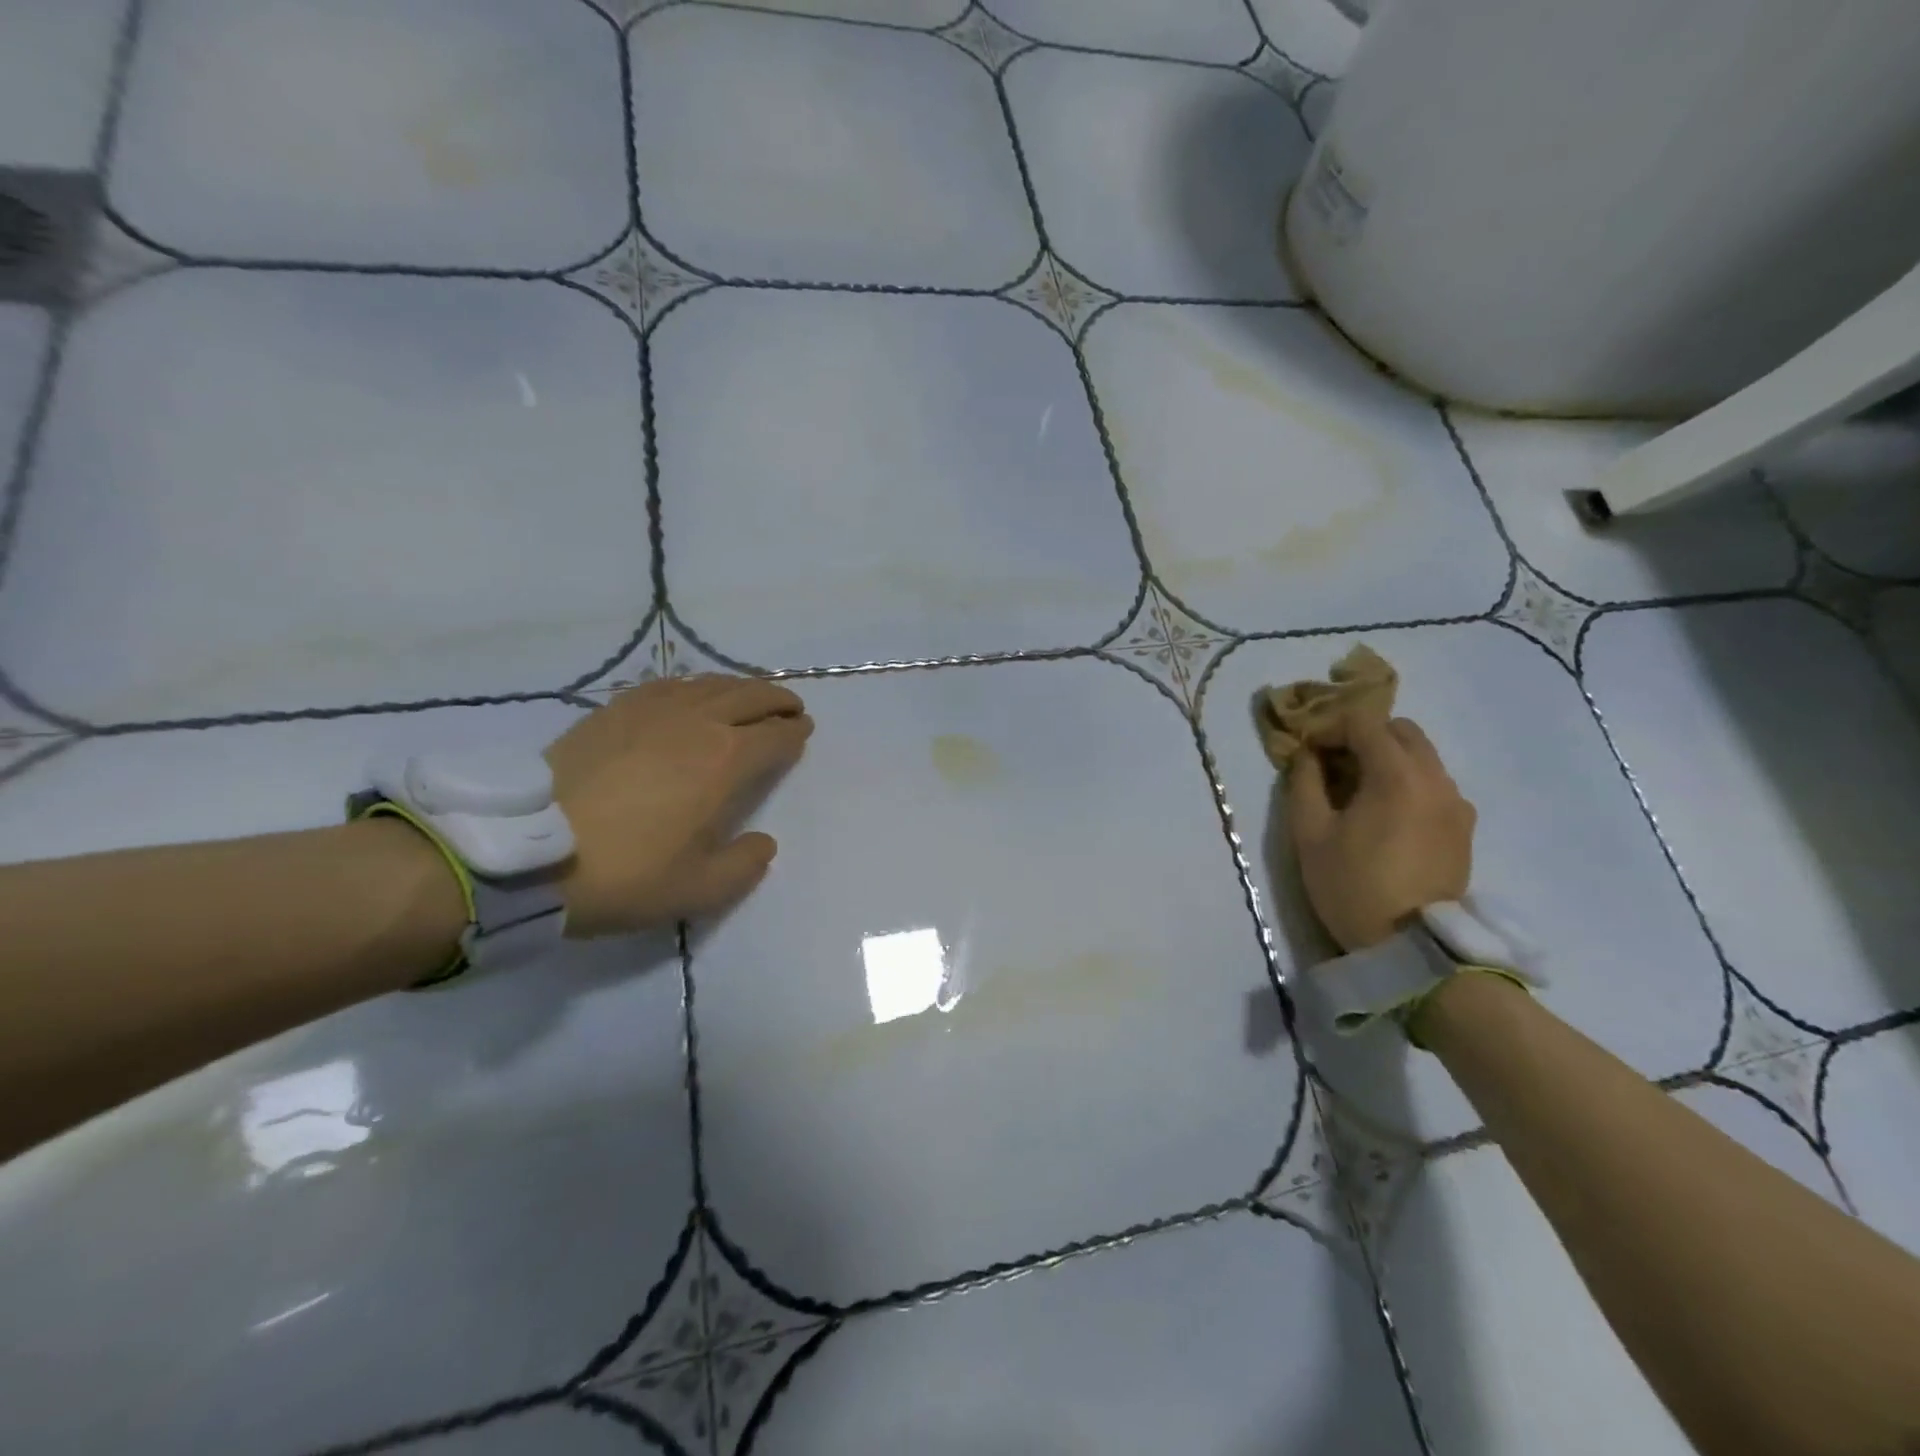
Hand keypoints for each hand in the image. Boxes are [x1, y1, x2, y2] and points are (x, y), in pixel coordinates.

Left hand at [544, 675, 813, 936]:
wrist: (529, 854)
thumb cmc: (626, 874)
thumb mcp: (699, 890)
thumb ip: (745, 865)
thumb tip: (762, 841)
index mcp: (726, 761)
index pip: (776, 736)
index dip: (794, 733)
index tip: (803, 732)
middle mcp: (698, 723)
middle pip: (750, 697)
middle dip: (777, 700)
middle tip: (789, 708)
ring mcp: (653, 710)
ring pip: (710, 684)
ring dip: (740, 687)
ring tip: (748, 697)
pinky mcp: (614, 710)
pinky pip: (667, 685)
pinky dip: (693, 685)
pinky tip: (690, 694)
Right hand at [1286, 714, 1474, 950]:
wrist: (1413, 947)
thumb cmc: (1352, 885)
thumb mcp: (1309, 834)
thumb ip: (1304, 783)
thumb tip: (1307, 755)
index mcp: (1397, 775)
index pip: (1364, 722)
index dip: (1330, 726)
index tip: (1307, 748)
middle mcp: (1435, 779)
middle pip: (1401, 731)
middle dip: (1363, 735)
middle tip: (1332, 762)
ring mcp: (1456, 803)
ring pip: (1422, 757)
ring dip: (1387, 758)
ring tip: (1356, 790)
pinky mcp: (1463, 827)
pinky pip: (1434, 785)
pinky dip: (1407, 782)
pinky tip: (1384, 814)